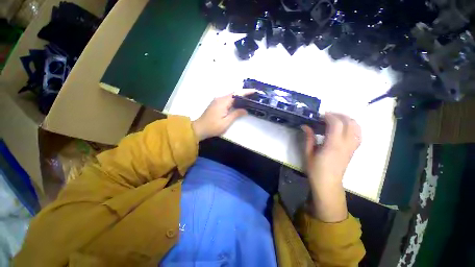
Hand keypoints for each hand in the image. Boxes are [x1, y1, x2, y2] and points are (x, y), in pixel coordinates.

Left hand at [192, 91, 253, 140]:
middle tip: (253, 96)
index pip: (236, 94)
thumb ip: (236, 114)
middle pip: (234, 94)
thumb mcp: (226, 122)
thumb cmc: (213, 127)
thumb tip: (245, 110)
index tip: (254, 91)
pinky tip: (239, 103)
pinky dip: (234, 100)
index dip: (246, 92)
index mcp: (222, 102)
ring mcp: (217, 100)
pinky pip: (227, 99)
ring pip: (230, 96)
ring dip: (239, 97)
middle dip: (244, 93)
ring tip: (249, 99)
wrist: (199, 128)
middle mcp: (219, 98)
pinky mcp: (216, 104)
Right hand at [301, 113, 360, 221]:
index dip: (329, 116)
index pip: (337, 124)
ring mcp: (352, 147)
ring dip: (347, 120)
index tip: (320, 115)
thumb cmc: (315, 169)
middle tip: (327, 116)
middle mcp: (346, 144)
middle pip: (349, 123)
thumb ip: (308, 138)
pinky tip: (344, 128)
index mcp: (333, 145)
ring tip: (336, 119)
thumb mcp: (308, 153)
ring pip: (357, 127)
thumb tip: (305, 126)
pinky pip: (358, 134)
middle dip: (339, 115)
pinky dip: (353, 127)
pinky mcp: (353, 150)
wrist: (328, 183)